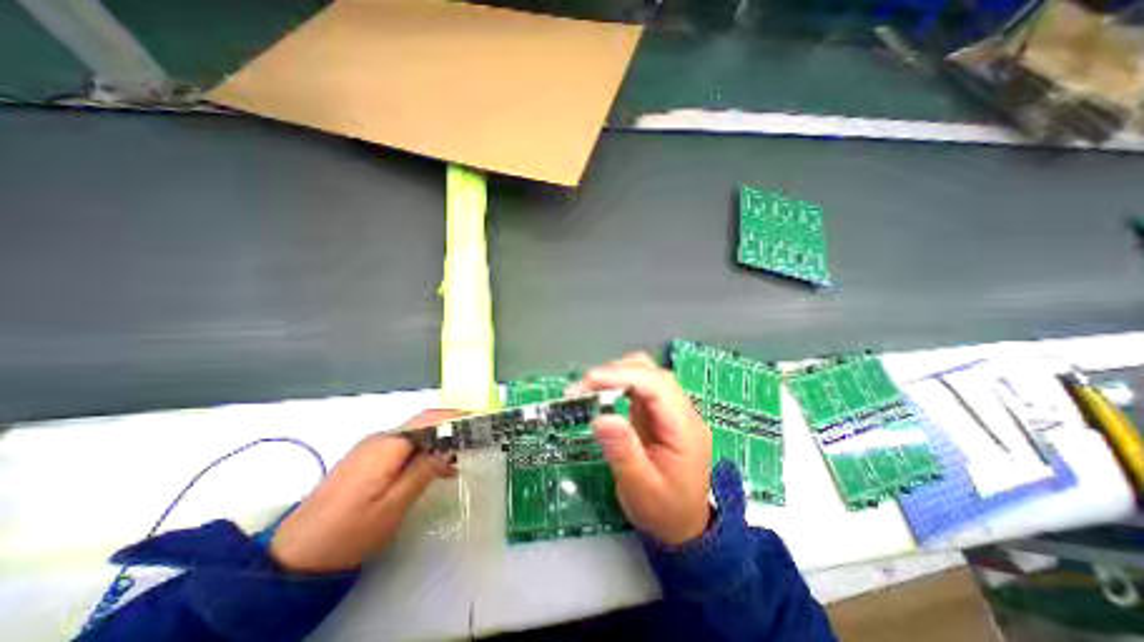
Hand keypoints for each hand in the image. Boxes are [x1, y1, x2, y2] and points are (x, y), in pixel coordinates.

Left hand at [268, 409, 458, 573]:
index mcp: (388, 445)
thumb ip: (423, 471)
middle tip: (474, 439)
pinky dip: (423, 453)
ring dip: (438, 442)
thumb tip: (448, 448)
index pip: (429, 420)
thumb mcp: (394, 505)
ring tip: (460, 459)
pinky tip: (436, 469)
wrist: (294, 557)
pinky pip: (403, 448)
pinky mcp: (367, 460)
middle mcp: (380, 439)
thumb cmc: (349, 531)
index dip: (455, 417)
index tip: (478, 421)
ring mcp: (371, 449)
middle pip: (422, 424)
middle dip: (450, 428)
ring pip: (414, 436)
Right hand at [566, 353, 711, 544]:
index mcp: (685, 429)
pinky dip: (618, 384)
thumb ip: (623, 452)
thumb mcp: (641, 490)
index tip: (588, 383)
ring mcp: (671, 409)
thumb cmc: (665, 511)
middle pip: (652, 373)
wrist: (685, 524)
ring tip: (589, 391)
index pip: (657, 386)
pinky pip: (640, 386)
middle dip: (615, 373)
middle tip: (582, 390)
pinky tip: (603, 395)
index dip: (622, 376)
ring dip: (616, 375)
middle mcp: (682, 412)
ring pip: (646, 374)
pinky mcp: (659, 412)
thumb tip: (601, 417)